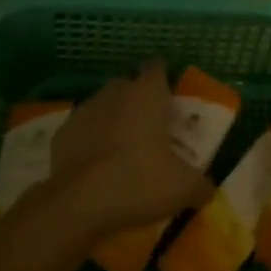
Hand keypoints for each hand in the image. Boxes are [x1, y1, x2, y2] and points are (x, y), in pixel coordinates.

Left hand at [44, 58, 214, 242]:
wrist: (79, 203)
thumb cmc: (139, 181)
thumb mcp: (182, 188)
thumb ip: (200, 184)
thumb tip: (208, 189)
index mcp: (148, 93)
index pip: (157, 67)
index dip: (164, 79)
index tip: (170, 98)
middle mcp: (117, 91)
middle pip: (129, 84)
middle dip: (138, 99)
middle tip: (150, 127)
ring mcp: (86, 110)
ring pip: (103, 105)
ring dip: (112, 118)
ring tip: (122, 148)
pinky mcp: (62, 133)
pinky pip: (82, 130)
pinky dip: (89, 140)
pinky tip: (96, 164)